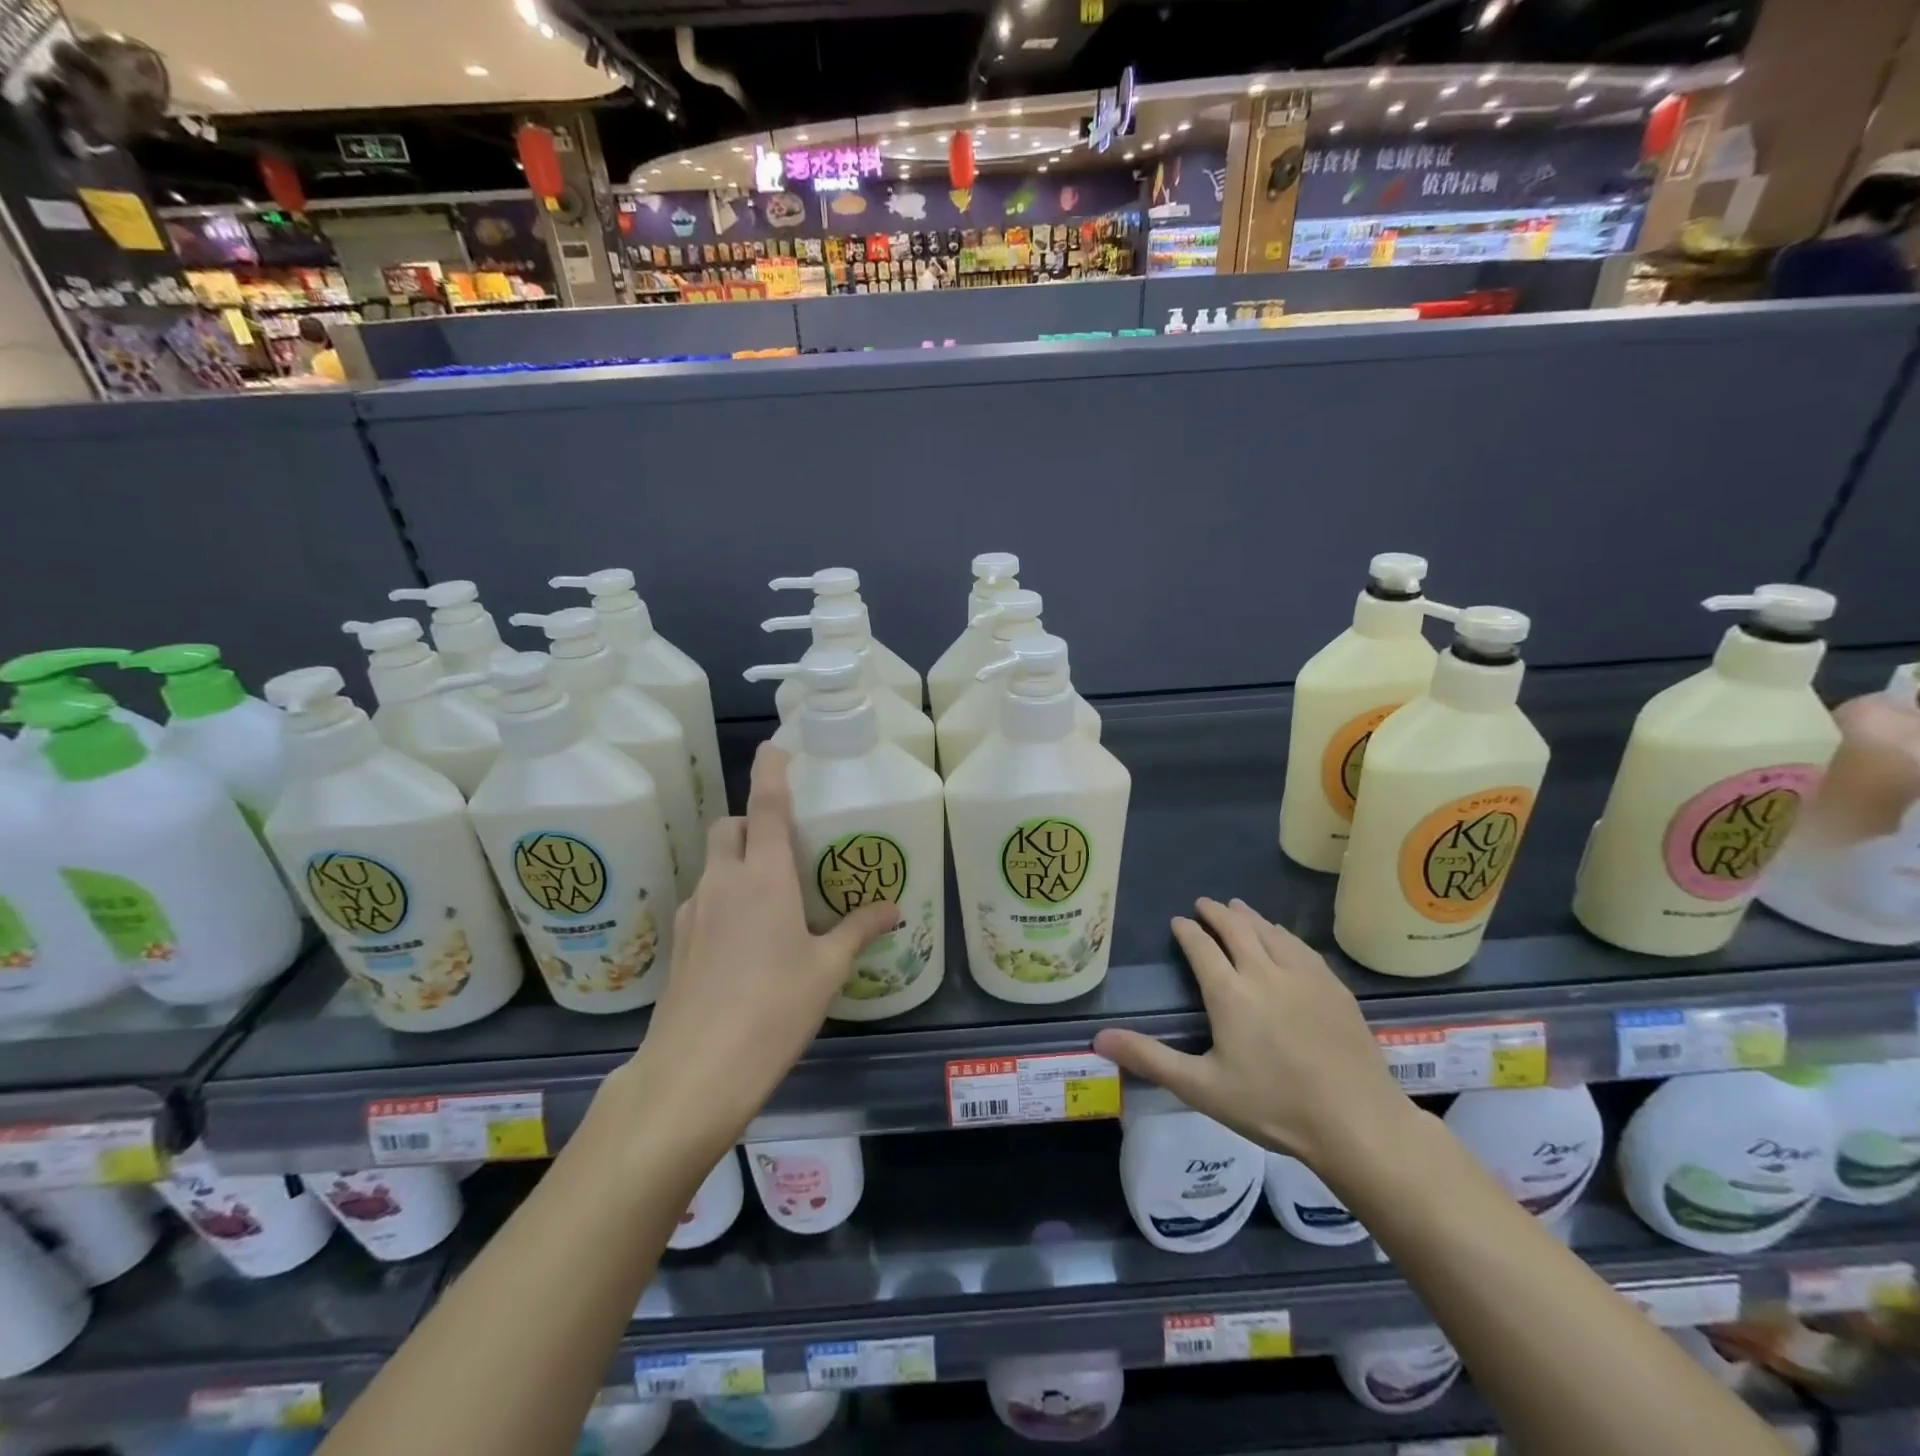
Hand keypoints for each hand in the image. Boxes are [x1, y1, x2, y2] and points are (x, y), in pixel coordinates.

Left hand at [610, 745, 898, 1154]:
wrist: (694, 1072)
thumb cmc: (772, 1010)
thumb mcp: (826, 970)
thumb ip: (858, 930)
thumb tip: (893, 908)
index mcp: (764, 877)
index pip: (766, 805)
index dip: (771, 771)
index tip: (776, 747)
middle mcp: (723, 881)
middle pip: (731, 826)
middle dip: (753, 822)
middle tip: (785, 846)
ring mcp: (693, 910)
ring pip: (715, 862)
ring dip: (739, 861)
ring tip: (772, 898)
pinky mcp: (678, 941)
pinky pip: (704, 898)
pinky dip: (725, 897)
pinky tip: (745, 940)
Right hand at [1094, 897, 1412, 1169]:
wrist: (1358, 1123)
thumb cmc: (1273, 1107)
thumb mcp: (1202, 1088)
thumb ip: (1150, 1058)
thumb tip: (1099, 1038)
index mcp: (1230, 993)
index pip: (1202, 947)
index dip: (1187, 931)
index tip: (1178, 921)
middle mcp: (1265, 972)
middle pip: (1237, 928)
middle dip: (1216, 913)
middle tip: (1204, 904)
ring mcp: (1304, 976)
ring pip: (1271, 932)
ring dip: (1249, 916)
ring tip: (1237, 908)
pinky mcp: (1334, 987)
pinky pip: (1301, 947)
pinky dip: (1283, 934)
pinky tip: (1283, 936)